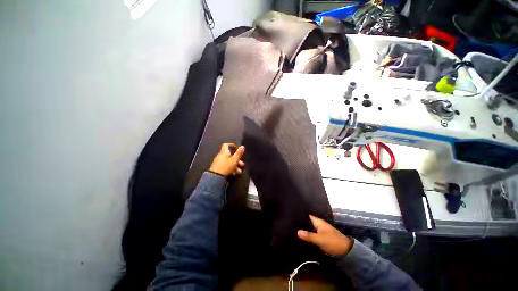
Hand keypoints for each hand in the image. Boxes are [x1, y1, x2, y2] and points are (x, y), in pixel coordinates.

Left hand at [209, 143, 244, 176]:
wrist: (215, 177)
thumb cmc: (226, 166)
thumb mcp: (235, 160)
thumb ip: (239, 153)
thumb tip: (242, 146)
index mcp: (224, 152)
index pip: (226, 145)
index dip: (232, 145)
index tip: (238, 149)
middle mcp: (220, 156)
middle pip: (230, 155)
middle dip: (237, 159)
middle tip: (242, 164)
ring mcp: (219, 162)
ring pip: (229, 161)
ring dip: (235, 165)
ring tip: (239, 171)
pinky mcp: (218, 168)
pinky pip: (226, 166)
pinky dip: (231, 169)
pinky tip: (234, 173)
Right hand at [297, 215, 352, 256]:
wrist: (345, 250)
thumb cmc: (332, 241)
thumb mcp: (319, 239)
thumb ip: (309, 235)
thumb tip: (298, 231)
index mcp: (318, 221)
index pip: (307, 215)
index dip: (300, 215)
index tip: (292, 215)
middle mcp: (319, 224)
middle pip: (308, 222)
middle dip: (301, 223)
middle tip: (291, 224)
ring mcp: (320, 231)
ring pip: (310, 229)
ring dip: (304, 230)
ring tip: (293, 229)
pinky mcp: (321, 237)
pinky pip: (312, 234)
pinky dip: (308, 235)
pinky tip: (302, 237)